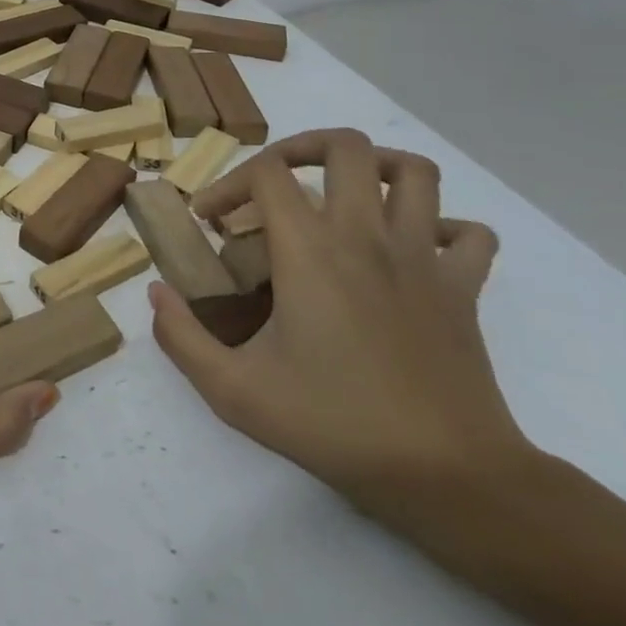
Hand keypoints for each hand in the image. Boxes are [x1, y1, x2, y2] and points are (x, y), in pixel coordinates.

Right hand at [148, 128, 531, 508]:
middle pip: (344, 145)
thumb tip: (156, 293)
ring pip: (414, 172)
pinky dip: (443, 227)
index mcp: (310, 252)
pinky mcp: (465, 290)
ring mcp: (424, 259)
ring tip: (343, 192)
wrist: (451, 479)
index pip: (266, 171)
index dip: (228, 183)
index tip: (211, 221)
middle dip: (301, 148)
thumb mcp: (234, 392)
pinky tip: (412, 249)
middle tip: (275, 186)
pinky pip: (469, 234)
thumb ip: (181, 337)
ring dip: (375, 168)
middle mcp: (367, 237)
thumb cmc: (336, 426)